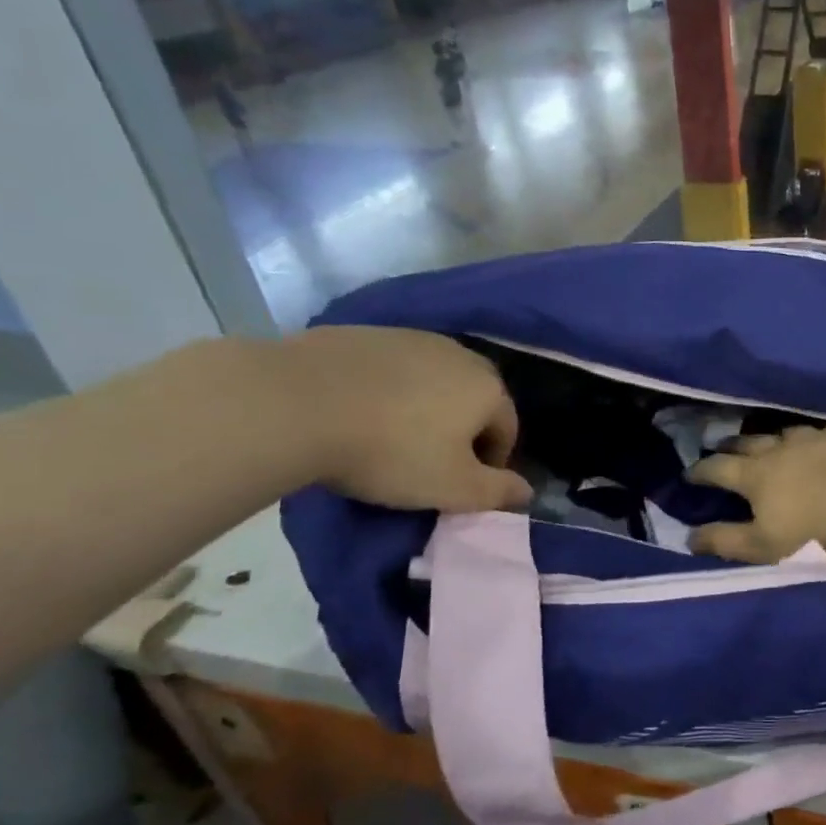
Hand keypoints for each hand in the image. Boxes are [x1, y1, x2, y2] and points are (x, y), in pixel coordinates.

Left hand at [282, 327, 531, 512]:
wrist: (296, 402)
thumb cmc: (390, 451)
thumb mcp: (452, 487)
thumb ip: (498, 492)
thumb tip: (529, 492)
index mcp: (488, 389)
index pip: (508, 429)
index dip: (491, 463)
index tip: (462, 486)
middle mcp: (460, 354)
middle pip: (474, 399)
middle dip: (462, 430)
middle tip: (430, 461)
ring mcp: (413, 338)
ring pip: (434, 380)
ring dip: (426, 406)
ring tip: (391, 435)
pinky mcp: (368, 332)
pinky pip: (393, 368)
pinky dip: (388, 389)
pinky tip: (359, 411)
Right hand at [685, 424, 825, 562]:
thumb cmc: (813, 532)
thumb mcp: (762, 546)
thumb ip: (724, 541)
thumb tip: (689, 537)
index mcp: (756, 475)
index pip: (719, 469)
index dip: (701, 471)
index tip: (689, 473)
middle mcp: (782, 449)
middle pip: (749, 442)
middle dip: (731, 445)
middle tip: (721, 446)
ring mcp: (817, 438)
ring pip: (787, 432)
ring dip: (773, 437)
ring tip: (770, 441)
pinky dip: (817, 436)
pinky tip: (822, 439)